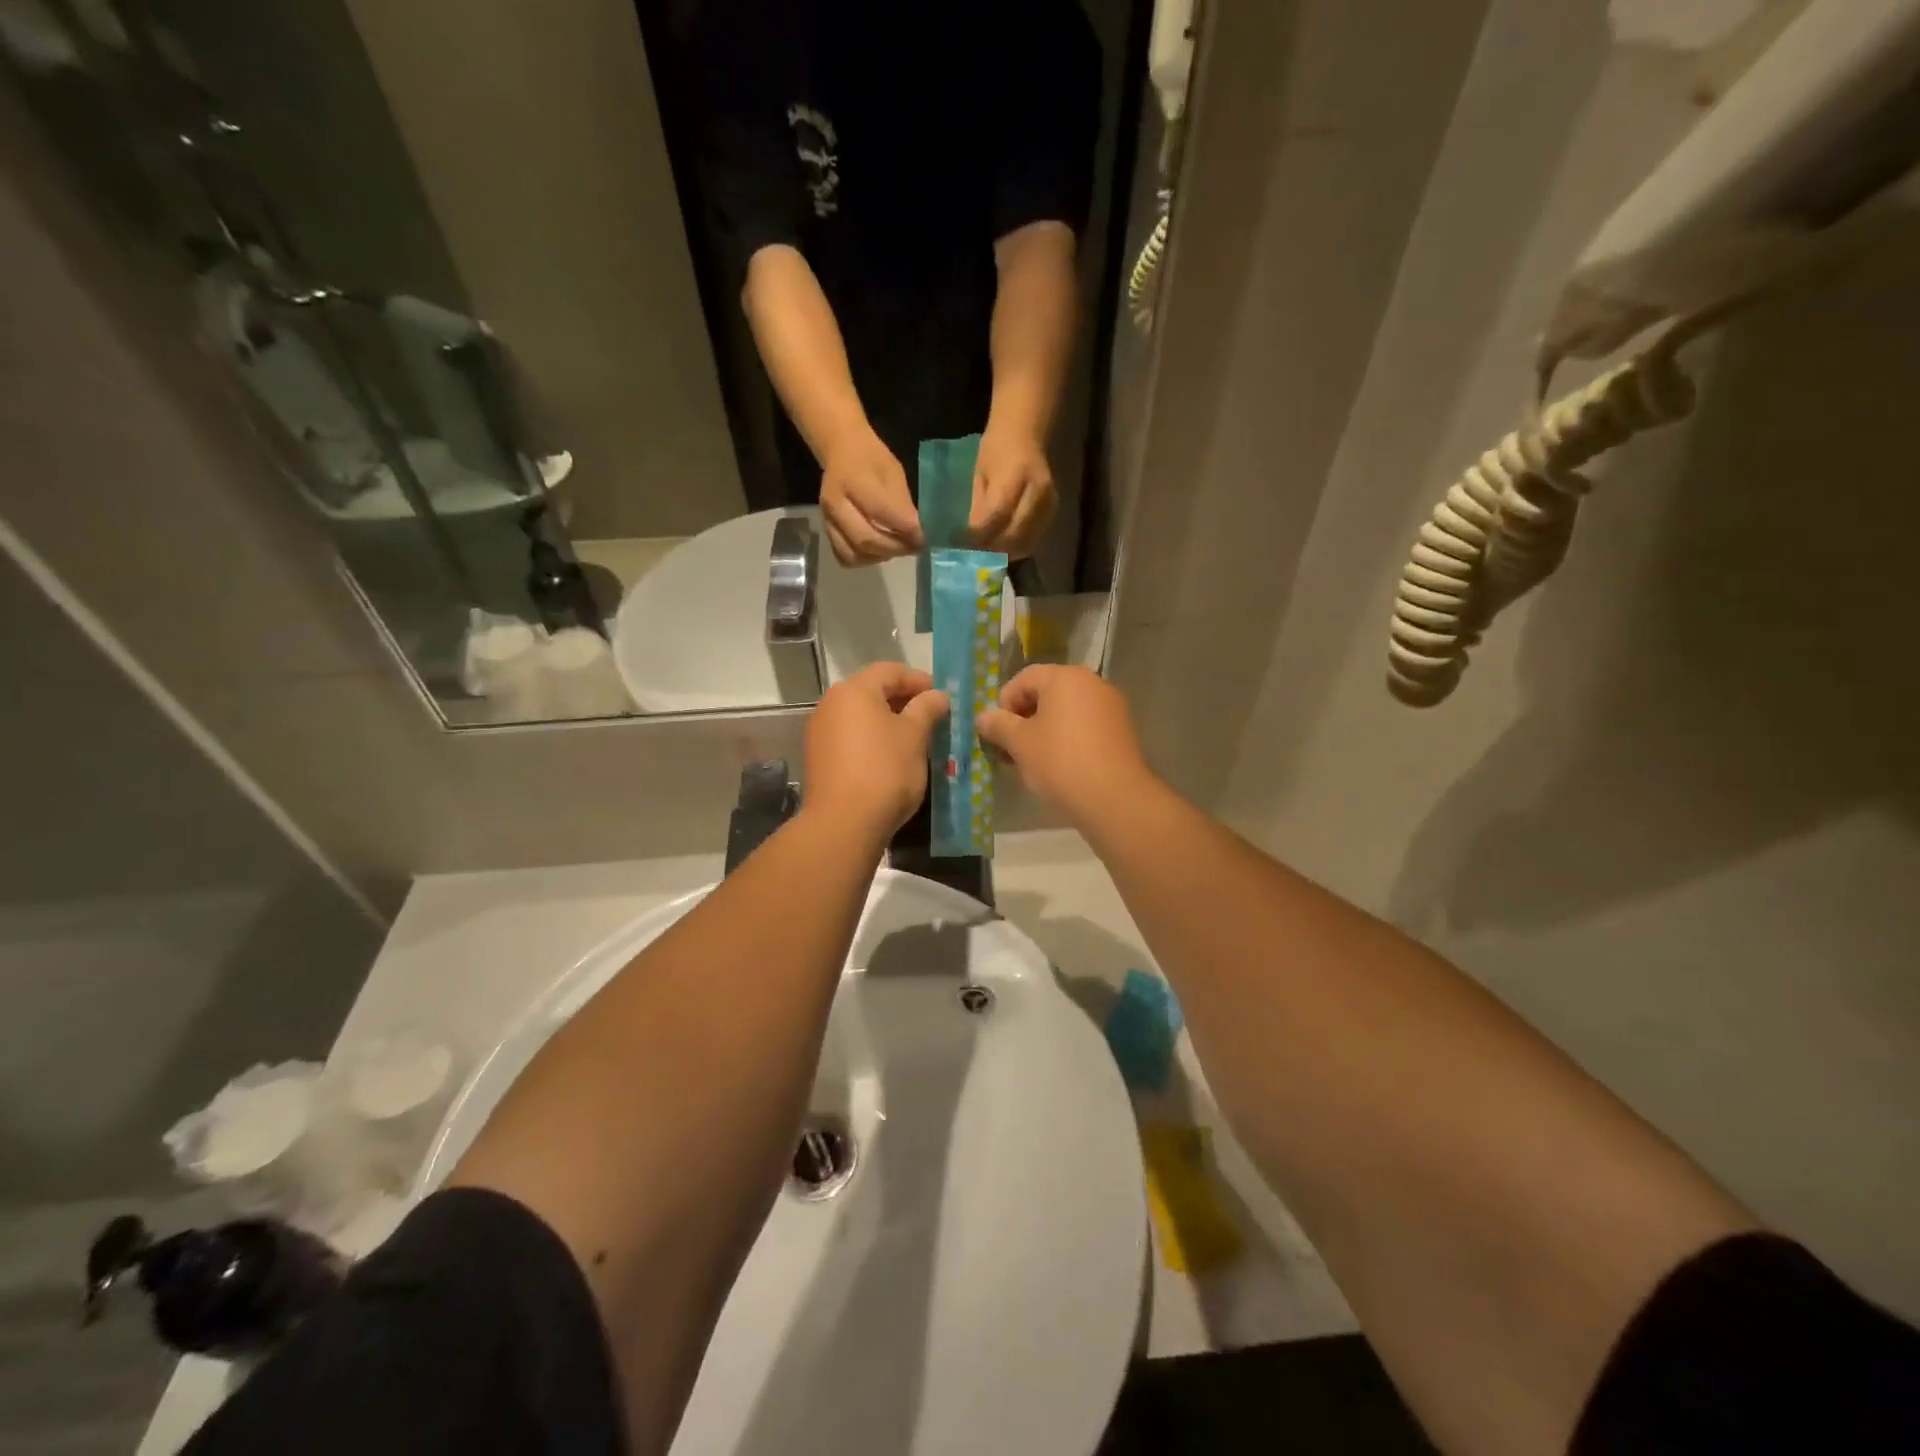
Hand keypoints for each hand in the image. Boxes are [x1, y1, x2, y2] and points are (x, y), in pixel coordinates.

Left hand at [804, 663, 949, 838]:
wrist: (843, 823)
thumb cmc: (885, 770)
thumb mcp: (915, 736)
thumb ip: (927, 708)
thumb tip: (937, 695)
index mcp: (854, 690)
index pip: (891, 670)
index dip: (919, 679)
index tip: (942, 697)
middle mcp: (830, 704)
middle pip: (873, 691)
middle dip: (904, 701)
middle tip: (932, 718)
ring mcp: (820, 732)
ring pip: (861, 716)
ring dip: (888, 722)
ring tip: (915, 740)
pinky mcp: (818, 758)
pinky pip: (851, 738)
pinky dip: (872, 740)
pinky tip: (891, 758)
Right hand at [819, 429, 921, 566]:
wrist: (841, 451)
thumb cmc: (872, 459)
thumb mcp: (893, 473)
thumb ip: (902, 504)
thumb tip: (915, 534)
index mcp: (854, 481)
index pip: (883, 514)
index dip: (907, 530)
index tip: (922, 537)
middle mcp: (836, 504)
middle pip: (866, 539)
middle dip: (895, 548)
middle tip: (912, 547)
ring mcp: (828, 520)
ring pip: (854, 554)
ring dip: (880, 556)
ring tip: (896, 548)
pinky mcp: (826, 531)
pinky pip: (844, 557)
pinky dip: (864, 559)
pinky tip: (878, 551)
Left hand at [970, 426, 1055, 558]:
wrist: (1025, 434)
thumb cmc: (996, 450)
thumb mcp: (980, 474)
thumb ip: (978, 506)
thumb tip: (971, 539)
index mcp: (1016, 474)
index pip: (998, 513)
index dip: (981, 533)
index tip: (965, 545)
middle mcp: (1038, 490)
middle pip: (1015, 532)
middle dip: (992, 547)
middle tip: (975, 556)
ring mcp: (1049, 503)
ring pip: (1026, 541)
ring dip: (1005, 552)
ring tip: (987, 555)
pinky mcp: (1053, 512)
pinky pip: (1034, 540)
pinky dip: (1017, 549)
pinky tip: (1003, 549)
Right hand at [978, 666, 1153, 826]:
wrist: (1115, 798)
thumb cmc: (1060, 762)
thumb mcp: (1020, 744)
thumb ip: (999, 725)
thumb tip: (984, 717)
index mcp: (1065, 677)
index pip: (1024, 678)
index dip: (1004, 704)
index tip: (997, 733)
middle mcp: (1092, 683)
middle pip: (1047, 693)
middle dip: (1024, 718)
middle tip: (1011, 748)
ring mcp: (1111, 706)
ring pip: (1067, 712)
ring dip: (1045, 730)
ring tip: (1032, 761)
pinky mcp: (1122, 730)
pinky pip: (1086, 726)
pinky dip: (1068, 739)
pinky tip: (1060, 766)